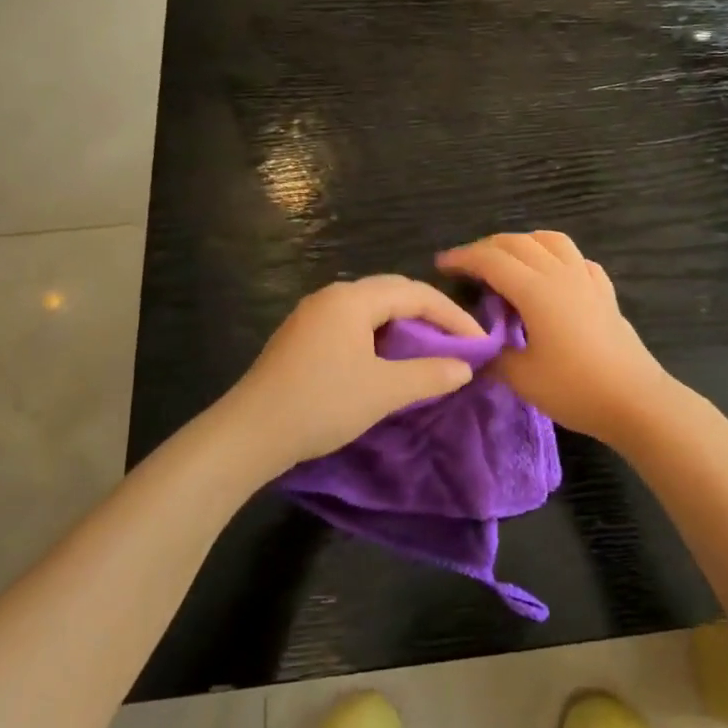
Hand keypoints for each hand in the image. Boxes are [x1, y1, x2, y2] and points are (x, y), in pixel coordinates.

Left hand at [224, 275, 484, 470]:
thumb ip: (429, 375)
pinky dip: (379, 336)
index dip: (452, 316)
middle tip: (457, 342)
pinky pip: (352, 324)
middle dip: (430, 315)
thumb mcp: (383, 391)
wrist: (248, 434)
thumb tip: (464, 368)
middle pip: (393, 293)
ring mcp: (312, 315)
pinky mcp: (301, 337)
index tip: (479, 343)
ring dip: (404, 325)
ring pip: (371, 309)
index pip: (416, 294)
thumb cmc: (321, 404)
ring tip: (428, 351)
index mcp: (353, 299)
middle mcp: (332, 297)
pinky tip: (386, 360)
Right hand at [436, 231, 675, 446]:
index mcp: (535, 289)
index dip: (463, 258)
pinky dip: (557, 257)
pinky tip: (553, 276)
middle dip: (487, 247)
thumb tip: (475, 350)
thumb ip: (493, 357)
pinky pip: (578, 260)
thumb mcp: (522, 378)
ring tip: (508, 261)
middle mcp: (560, 273)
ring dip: (524, 243)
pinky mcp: (605, 293)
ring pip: (551, 241)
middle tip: (467, 265)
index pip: (491, 260)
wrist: (635, 400)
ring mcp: (586, 279)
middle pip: (518, 242)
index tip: (442, 265)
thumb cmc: (575, 388)